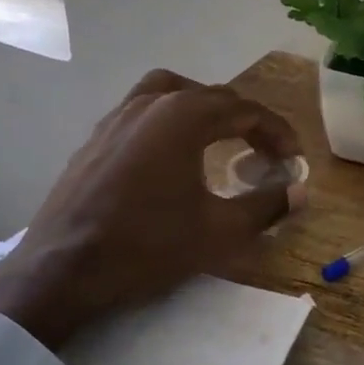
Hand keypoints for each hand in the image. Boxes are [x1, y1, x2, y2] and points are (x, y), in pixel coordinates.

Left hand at [0, 70, 305, 347]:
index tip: (294, 159)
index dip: (278, 133)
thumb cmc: (146, 246)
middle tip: (267, 154)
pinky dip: (171, 119)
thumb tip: (301, 192)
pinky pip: (144, 110)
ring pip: (174, 93)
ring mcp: (118, 116)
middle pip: (213, 98)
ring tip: (221, 137)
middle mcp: (152, 103)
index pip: (246, 111)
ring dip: (206, 110)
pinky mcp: (96, 137)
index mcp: (184, 116)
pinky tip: (173, 153)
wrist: (62, 271)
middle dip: (247, 123)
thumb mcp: (219, 232)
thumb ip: (267, 206)